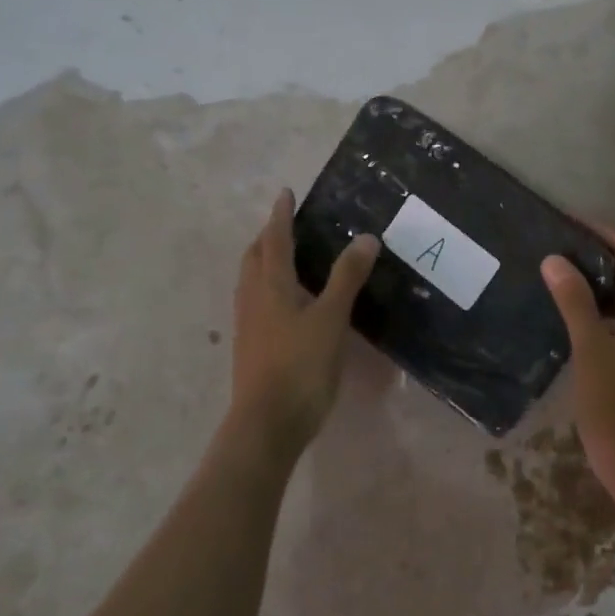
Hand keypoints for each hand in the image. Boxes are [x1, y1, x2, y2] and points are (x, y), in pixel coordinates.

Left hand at [227, 188, 379, 456]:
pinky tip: (287, 303)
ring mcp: (249, 325)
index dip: (280, 215)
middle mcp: (253, 299)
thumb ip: (347, 278)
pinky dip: (270, 288)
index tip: (285, 192)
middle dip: (267, 237)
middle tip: (286, 224)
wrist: (268, 422)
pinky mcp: (253, 347)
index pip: (274, 240)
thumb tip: (365, 237)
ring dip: (265, 262)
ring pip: (252, 281)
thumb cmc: (300, 366)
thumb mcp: (331, 318)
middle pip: (254, 258)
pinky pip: (257, 303)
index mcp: (270, 286)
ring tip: (286, 258)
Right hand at [541, 226, 614, 492]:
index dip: (604, 232)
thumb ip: (575, 303)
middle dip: (599, 253)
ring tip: (559, 275)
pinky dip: (601, 307)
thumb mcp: (590, 351)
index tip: (569, 222)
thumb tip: (556, 260)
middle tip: (558, 247)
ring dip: (599, 281)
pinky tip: (572, 317)